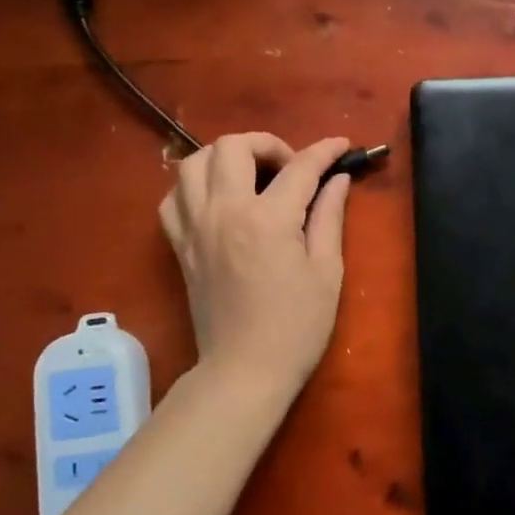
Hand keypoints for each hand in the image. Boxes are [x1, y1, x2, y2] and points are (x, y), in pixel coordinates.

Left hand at [159, 132, 351, 408]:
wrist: (245, 370)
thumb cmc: (297, 326)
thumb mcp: (326, 270)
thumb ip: (329, 216)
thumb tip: (338, 179)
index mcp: (267, 218)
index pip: (299, 167)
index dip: (325, 150)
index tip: (341, 145)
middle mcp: (224, 211)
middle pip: (233, 146)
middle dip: (267, 144)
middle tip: (289, 167)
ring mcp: (195, 227)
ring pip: (193, 163)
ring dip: (224, 157)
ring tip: (250, 175)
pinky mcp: (180, 245)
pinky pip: (173, 199)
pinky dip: (193, 187)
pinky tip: (216, 200)